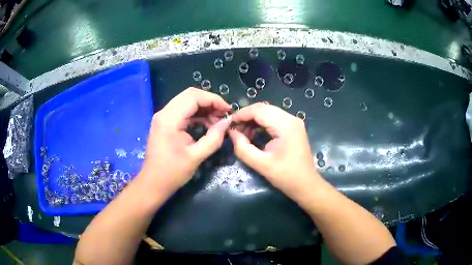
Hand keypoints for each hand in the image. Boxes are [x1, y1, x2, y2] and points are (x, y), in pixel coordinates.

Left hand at [139, 87, 231, 193]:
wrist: (153, 183)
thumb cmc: (173, 173)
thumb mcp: (196, 156)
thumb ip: (214, 138)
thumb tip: (227, 122)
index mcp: (169, 119)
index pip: (194, 97)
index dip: (214, 100)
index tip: (228, 110)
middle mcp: (164, 112)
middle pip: (190, 95)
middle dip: (210, 102)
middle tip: (224, 115)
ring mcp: (163, 117)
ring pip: (187, 101)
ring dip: (204, 108)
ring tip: (217, 122)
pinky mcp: (165, 122)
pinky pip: (183, 111)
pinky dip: (197, 115)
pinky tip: (207, 125)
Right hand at [229, 103, 319, 199]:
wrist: (306, 184)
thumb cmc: (286, 176)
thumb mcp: (261, 164)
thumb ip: (243, 148)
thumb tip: (231, 133)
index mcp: (286, 125)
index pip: (259, 110)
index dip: (242, 114)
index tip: (228, 123)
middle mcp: (291, 118)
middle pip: (264, 108)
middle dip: (246, 116)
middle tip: (234, 129)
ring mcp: (294, 122)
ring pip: (268, 112)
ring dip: (253, 120)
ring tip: (242, 134)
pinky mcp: (293, 127)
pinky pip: (274, 118)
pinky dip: (262, 123)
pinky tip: (254, 133)